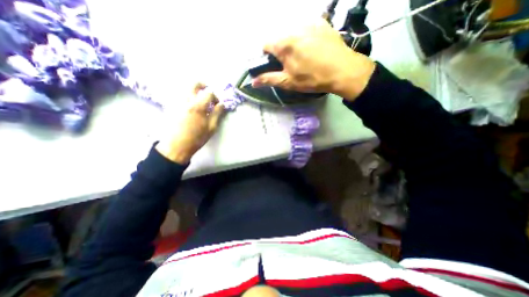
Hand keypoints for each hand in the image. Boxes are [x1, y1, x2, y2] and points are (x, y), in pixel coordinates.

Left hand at [155, 83, 224, 163]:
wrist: (176, 146)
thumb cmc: (196, 138)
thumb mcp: (211, 128)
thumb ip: (217, 114)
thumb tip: (222, 104)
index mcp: (198, 106)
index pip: (209, 93)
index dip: (215, 97)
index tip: (217, 104)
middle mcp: (186, 100)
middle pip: (194, 84)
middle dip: (203, 86)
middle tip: (207, 93)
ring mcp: (177, 102)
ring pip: (186, 89)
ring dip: (195, 92)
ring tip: (199, 101)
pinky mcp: (171, 106)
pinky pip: (180, 96)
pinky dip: (187, 97)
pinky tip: (190, 107)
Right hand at [251, 20, 375, 100]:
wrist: (342, 71)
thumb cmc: (312, 78)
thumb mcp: (288, 82)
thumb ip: (269, 79)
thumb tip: (253, 81)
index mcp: (283, 44)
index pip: (265, 45)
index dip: (266, 56)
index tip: (273, 65)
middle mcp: (293, 28)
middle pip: (279, 38)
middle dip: (280, 51)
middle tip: (290, 64)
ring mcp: (309, 23)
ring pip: (292, 33)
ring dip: (292, 44)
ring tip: (303, 57)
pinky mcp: (321, 22)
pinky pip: (306, 28)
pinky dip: (304, 37)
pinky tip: (312, 49)